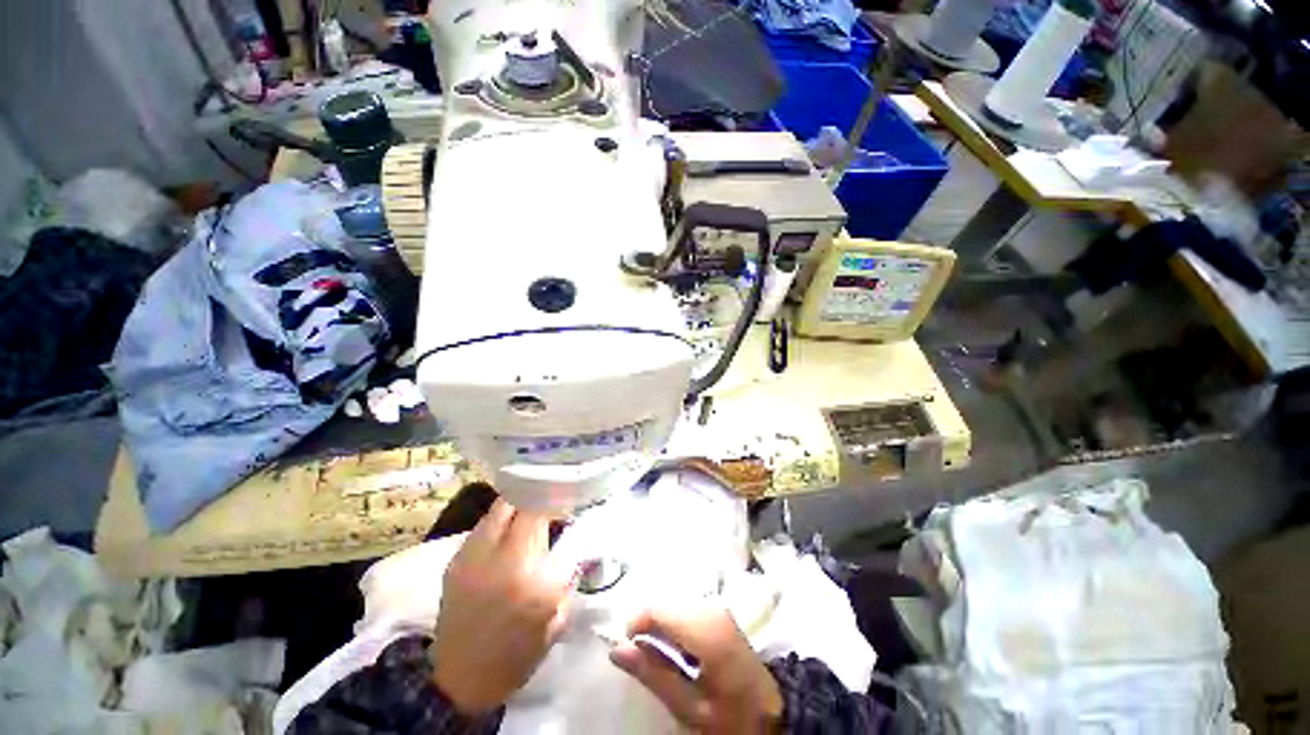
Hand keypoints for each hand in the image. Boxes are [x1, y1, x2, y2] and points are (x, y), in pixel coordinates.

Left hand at [429, 499, 573, 714]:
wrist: (460, 682)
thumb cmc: (518, 655)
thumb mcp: (558, 617)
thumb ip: (569, 572)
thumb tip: (578, 538)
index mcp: (535, 580)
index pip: (551, 519)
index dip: (561, 502)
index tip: (571, 501)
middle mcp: (503, 561)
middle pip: (523, 503)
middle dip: (541, 496)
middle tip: (551, 501)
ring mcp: (474, 558)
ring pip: (501, 507)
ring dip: (520, 503)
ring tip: (531, 510)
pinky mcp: (455, 561)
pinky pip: (484, 525)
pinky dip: (501, 520)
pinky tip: (509, 531)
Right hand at [610, 606, 783, 732]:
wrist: (772, 714)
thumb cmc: (730, 716)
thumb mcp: (689, 708)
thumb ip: (652, 674)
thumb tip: (617, 649)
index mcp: (706, 630)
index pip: (659, 609)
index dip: (636, 623)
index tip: (625, 648)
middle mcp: (711, 608)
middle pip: (665, 603)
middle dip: (647, 625)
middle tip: (641, 657)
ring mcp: (717, 607)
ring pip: (674, 603)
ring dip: (660, 625)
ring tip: (657, 656)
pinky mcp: (719, 612)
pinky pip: (686, 607)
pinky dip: (673, 624)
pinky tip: (676, 648)